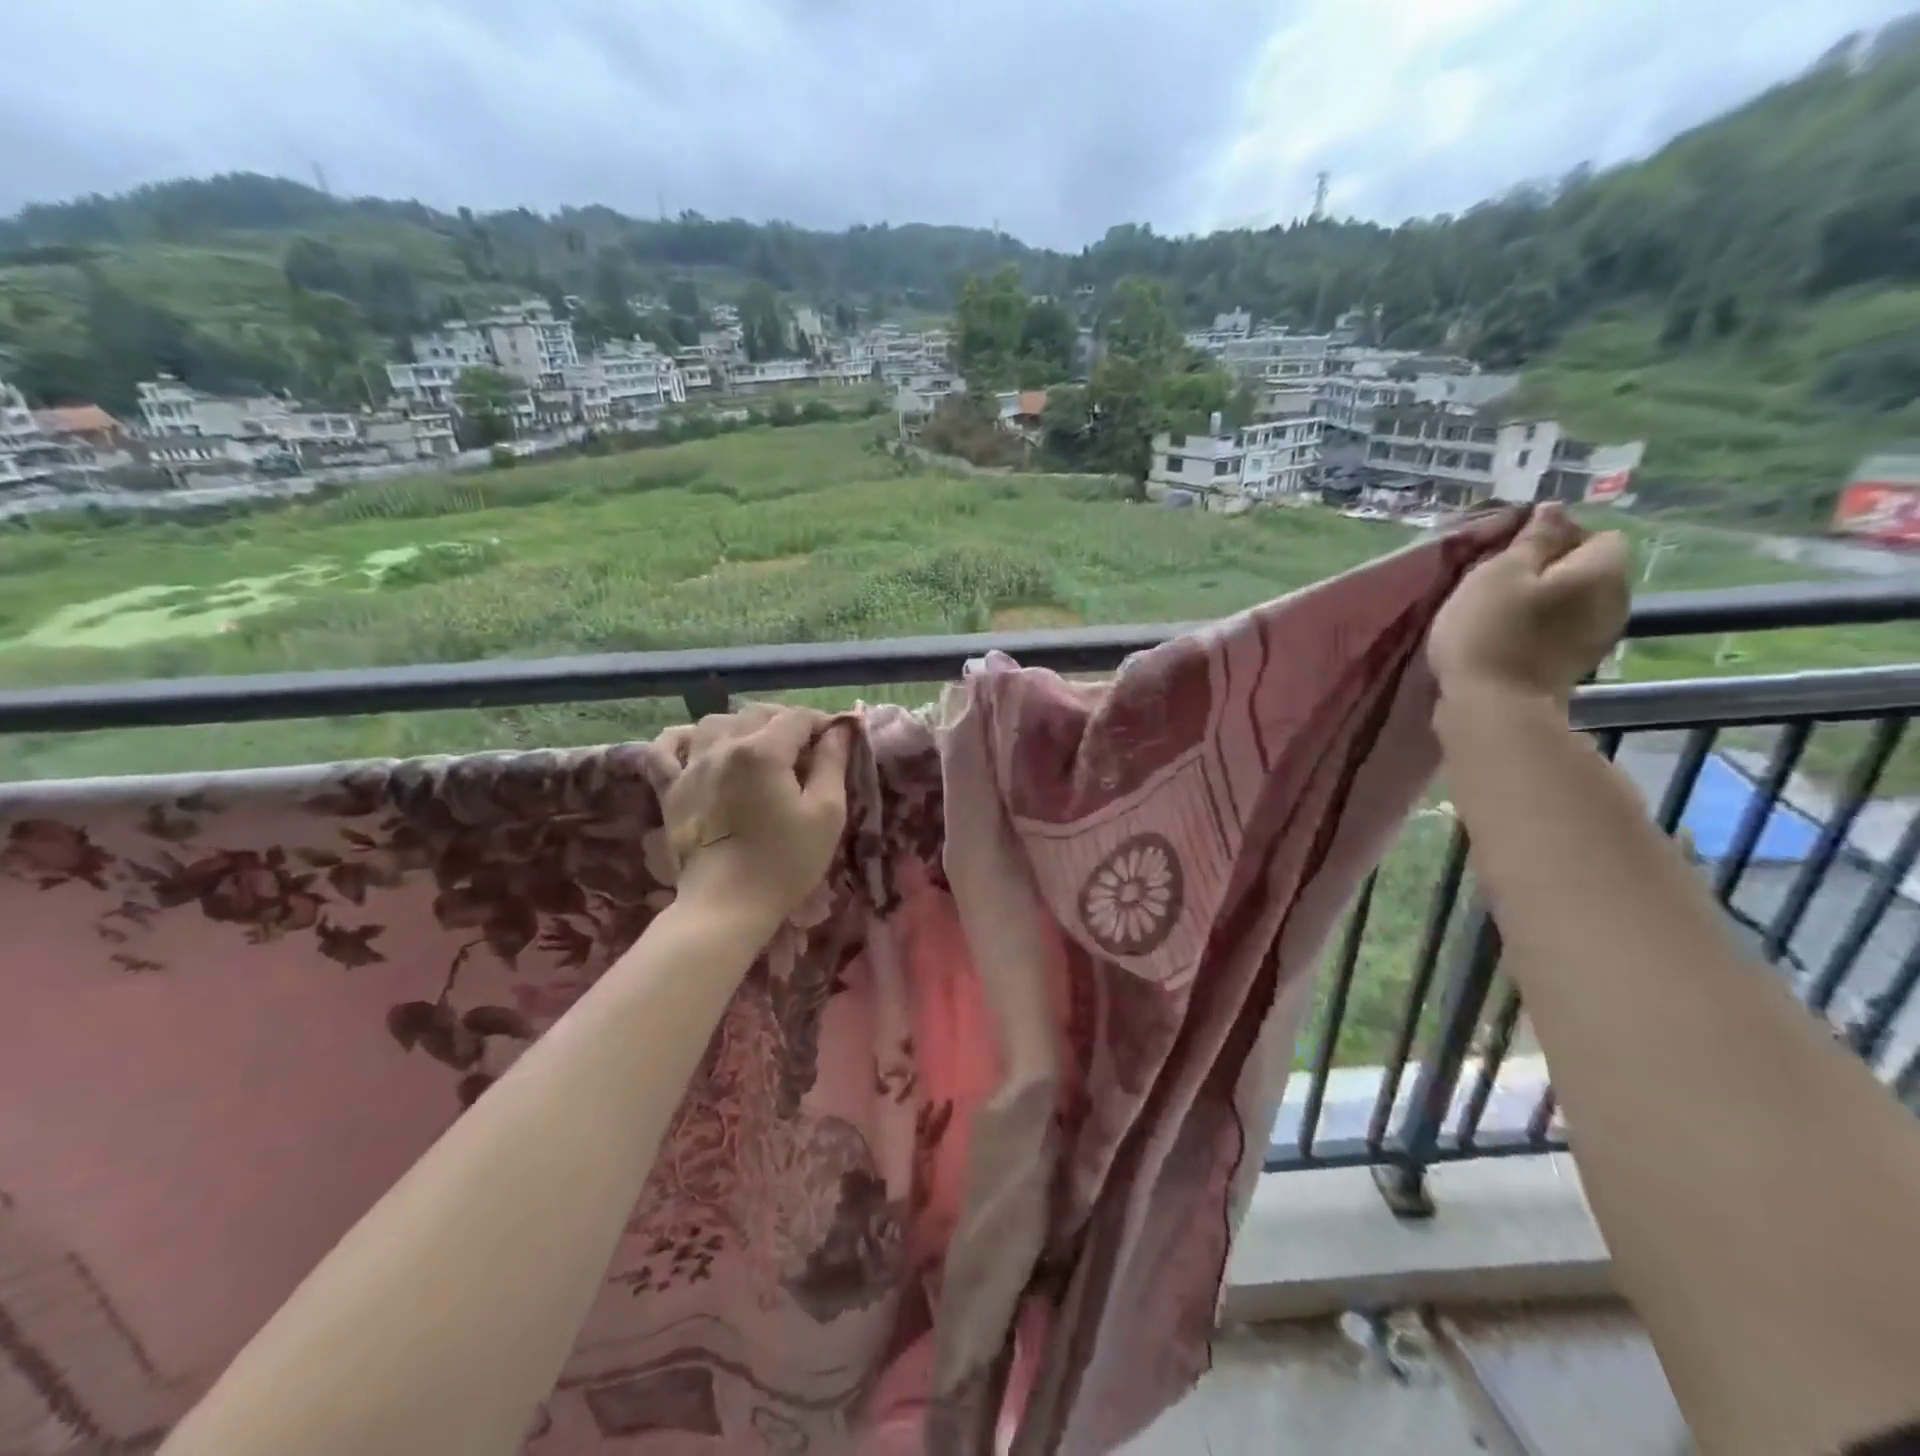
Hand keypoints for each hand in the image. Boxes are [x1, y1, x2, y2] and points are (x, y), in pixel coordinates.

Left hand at [658, 705, 852, 924]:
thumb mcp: (826, 814)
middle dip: (787, 722)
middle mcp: (723, 747)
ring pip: (716, 722)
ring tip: (761, 747)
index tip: (837, 742)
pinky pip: (667, 748)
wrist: (726, 907)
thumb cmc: (786, 862)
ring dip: (743, 725)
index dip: (822, 723)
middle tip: (807, 749)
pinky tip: (701, 745)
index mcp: (763, 751)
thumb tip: (840, 729)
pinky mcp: (670, 789)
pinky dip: (684, 739)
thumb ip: (833, 764)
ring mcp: (691, 766)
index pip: (798, 717)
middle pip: (758, 713)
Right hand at [1430, 503, 1630, 705]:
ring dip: (1542, 600)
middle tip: (1497, 583)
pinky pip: (1562, 628)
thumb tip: (1555, 510)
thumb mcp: (1499, 573)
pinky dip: (1540, 627)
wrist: (1492, 707)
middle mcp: (1616, 599)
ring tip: (1499, 611)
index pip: (1595, 534)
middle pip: (1586, 568)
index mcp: (1603, 570)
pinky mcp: (1576, 663)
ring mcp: (1599, 636)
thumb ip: (1532, 539)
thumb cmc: (1489, 631)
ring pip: (1573, 600)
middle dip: (1548, 569)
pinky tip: (1508, 637)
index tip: (1510, 556)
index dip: (1554, 538)